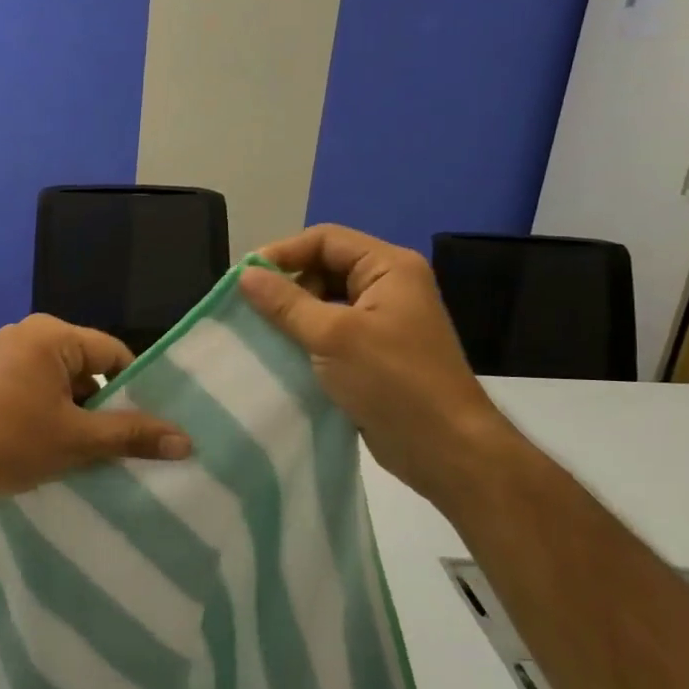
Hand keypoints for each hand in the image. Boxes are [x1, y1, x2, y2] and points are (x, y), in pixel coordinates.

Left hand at [0, 314, 190, 506]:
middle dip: (104, 405)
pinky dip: (50, 413)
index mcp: (51, 335)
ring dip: (76, 413)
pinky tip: (54, 447)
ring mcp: (3, 355)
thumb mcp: (78, 440)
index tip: (149, 423)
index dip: (136, 388)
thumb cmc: (11, 442)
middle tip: (122, 443)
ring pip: (60, 381)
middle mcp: (27, 334)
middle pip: (86, 367)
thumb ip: (132, 436)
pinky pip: (35, 388)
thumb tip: (186, 441)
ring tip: (90, 451)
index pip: (113, 354)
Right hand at [239, 225, 521, 503]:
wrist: (443, 448)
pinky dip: (305, 340)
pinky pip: (330, 333)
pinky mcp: (373, 354)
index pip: (325, 240)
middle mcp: (388, 286)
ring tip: (258, 333)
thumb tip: (245, 275)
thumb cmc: (392, 381)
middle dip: (287, 285)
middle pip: (324, 268)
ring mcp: (382, 322)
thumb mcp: (333, 336)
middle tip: (250, 310)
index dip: (283, 252)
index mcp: (389, 268)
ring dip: (292, 316)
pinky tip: (279, 356)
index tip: (244, 278)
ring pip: (325, 303)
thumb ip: (286, 303)